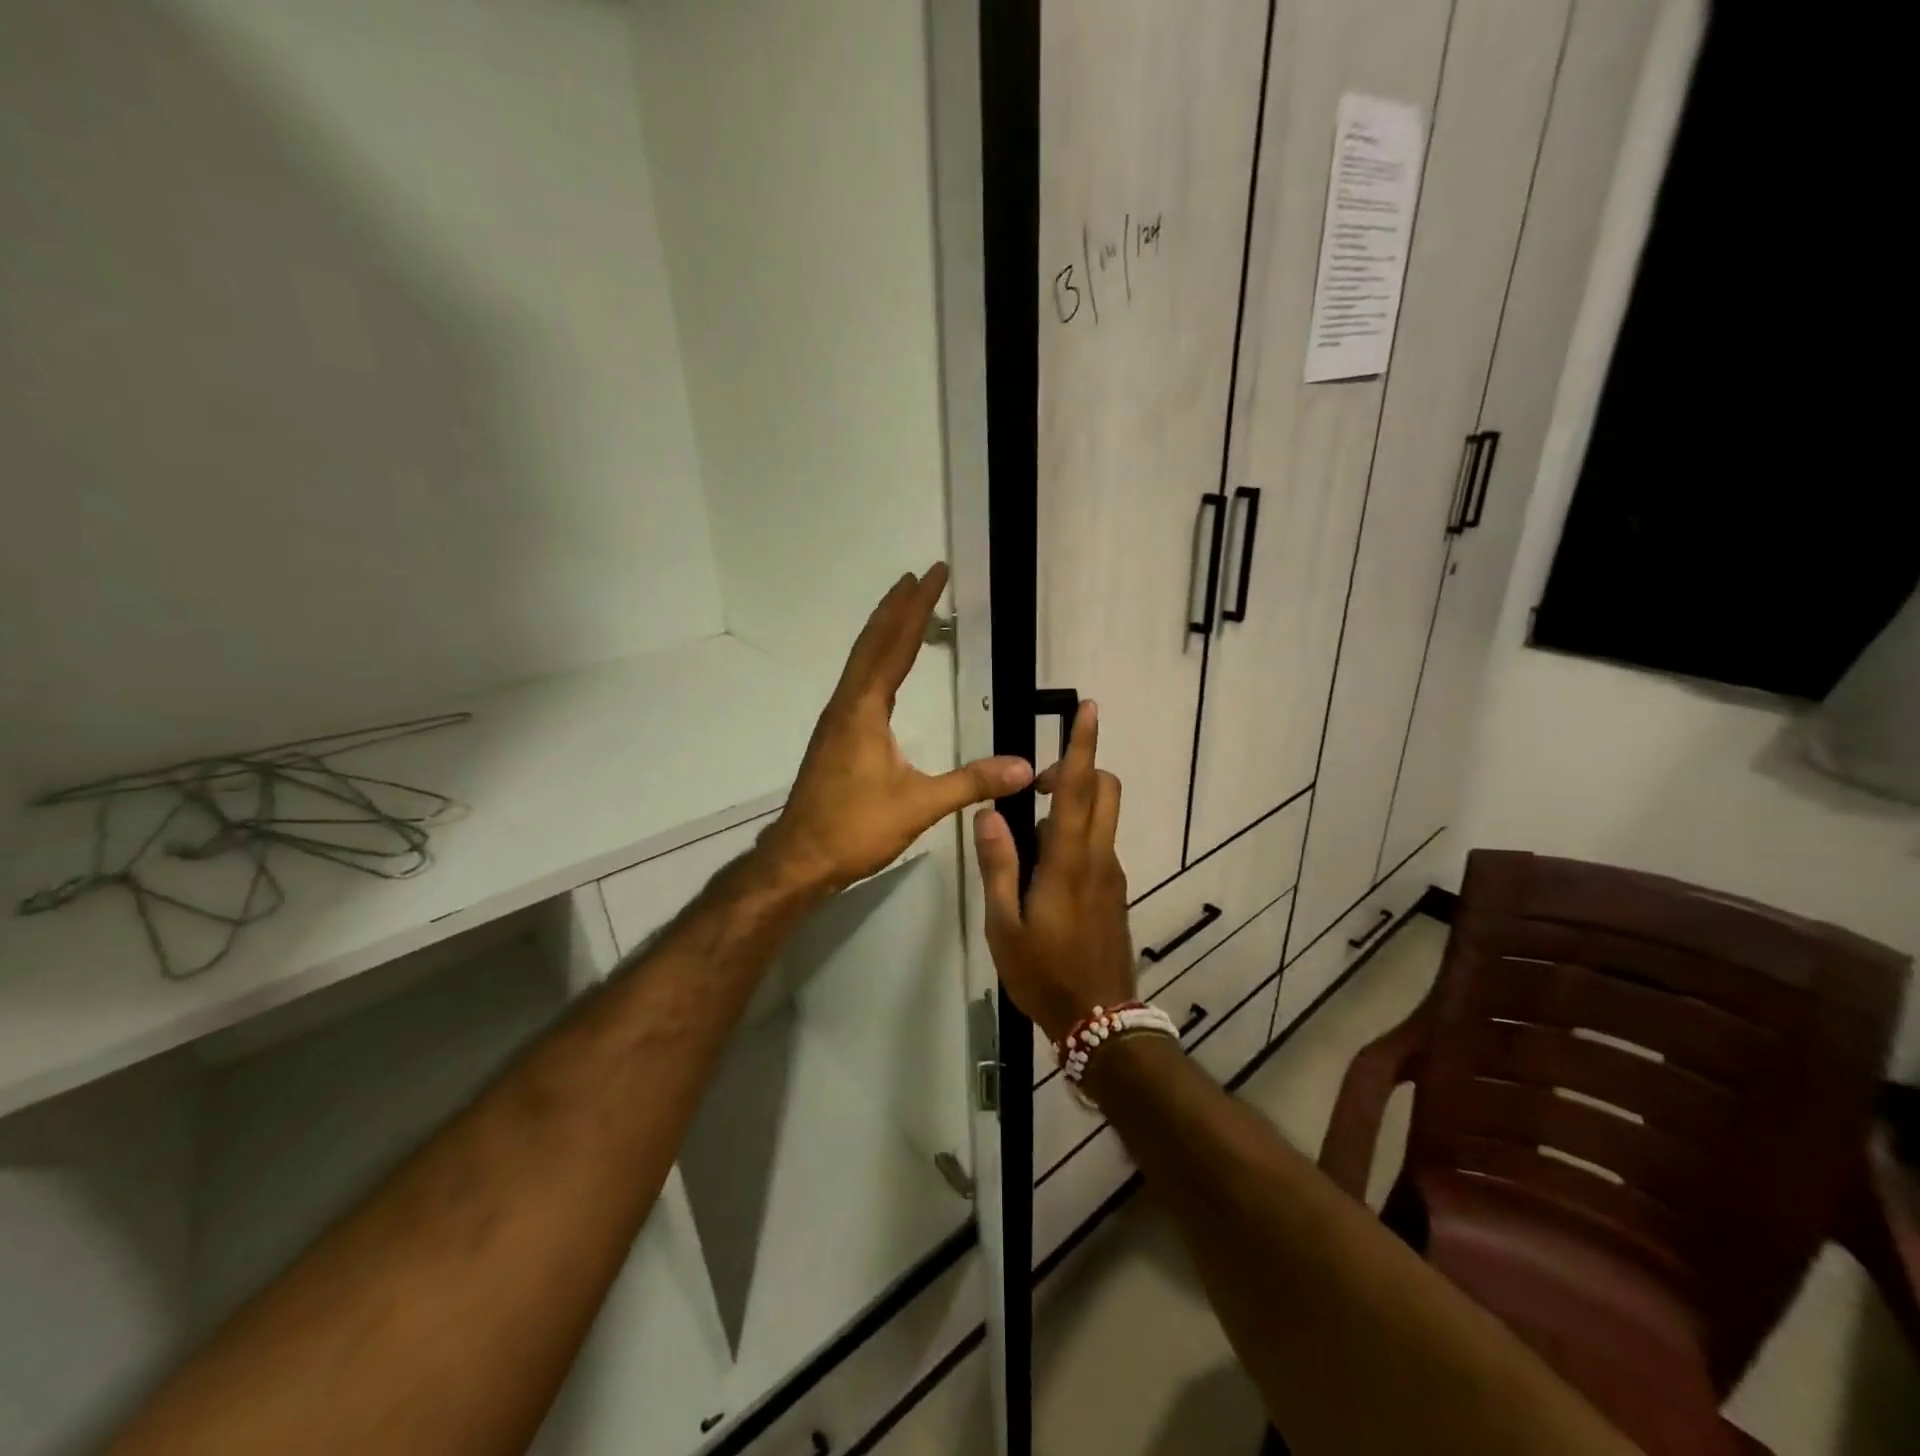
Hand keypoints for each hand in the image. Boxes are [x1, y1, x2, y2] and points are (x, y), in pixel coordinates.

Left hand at [761, 564, 1032, 894]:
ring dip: (884, 628)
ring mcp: (837, 719)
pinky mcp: (835, 736)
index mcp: (864, 709)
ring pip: (862, 660)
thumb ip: (971, 782)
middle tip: (921, 574)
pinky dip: (876, 657)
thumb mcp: (919, 805)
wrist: (799, 858)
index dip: (916, 608)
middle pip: (873, 643)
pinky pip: (859, 680)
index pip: (895, 646)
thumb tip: (1024, 766)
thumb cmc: (854, 828)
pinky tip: (884, 666)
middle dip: (898, 607)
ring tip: (904, 604)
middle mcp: (847, 704)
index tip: (932, 574)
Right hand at [974, 700, 1134, 1044]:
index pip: (1078, 788)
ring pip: (1101, 817)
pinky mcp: (1114, 891)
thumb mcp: (1004, 925)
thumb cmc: (1044, 973)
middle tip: (1036, 787)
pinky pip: (1097, 845)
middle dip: (1078, 769)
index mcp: (1069, 860)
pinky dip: (1074, 837)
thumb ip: (998, 866)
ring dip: (1071, 808)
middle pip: (1104, 790)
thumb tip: (989, 815)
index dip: (1082, 744)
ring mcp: (1111, 874)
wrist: (1100, 1020)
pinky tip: (1042, 876)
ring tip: (1025, 846)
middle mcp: (1098, 857)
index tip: (1089, 708)